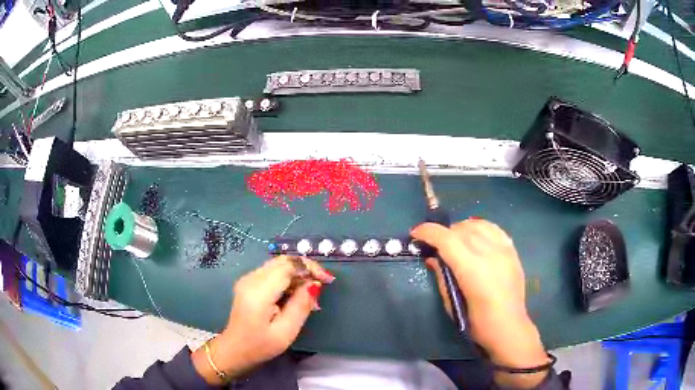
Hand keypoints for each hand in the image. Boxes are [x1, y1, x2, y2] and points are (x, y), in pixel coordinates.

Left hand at [192, 255, 334, 384]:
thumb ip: (300, 306)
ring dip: (297, 274)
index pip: (287, 266)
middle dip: (305, 268)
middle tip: (321, 285)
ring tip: (311, 294)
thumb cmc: (260, 345)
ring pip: (278, 264)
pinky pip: (273, 272)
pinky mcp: (248, 282)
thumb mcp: (286, 332)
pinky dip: (288, 278)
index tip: (327, 280)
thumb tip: (315, 284)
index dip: (309, 268)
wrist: (235, 349)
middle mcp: (250, 279)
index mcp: (258, 292)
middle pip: (282, 261)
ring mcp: (247, 279)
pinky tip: (296, 294)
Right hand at [411, 219, 549, 387]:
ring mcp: (503, 250)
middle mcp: (489, 254)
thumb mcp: (452, 304)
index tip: (416, 233)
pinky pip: (494, 229)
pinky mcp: (512, 251)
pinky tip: (475, 236)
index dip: (428, 232)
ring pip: (478, 225)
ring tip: (455, 239)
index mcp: (472, 269)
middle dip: (443, 233)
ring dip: (461, 228)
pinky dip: (480, 228)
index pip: (447, 240)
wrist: (509, 327)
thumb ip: (442, 277)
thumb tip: (432, 258)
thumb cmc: (477, 323)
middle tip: (434, 244)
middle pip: (461, 230)